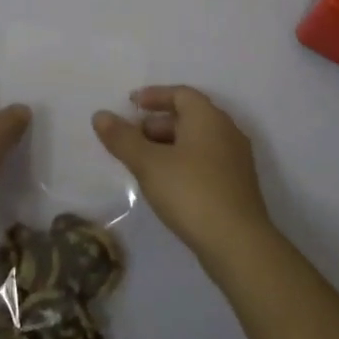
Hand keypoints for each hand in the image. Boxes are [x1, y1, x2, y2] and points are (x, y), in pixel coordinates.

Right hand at [93, 85, 273, 265]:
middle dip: (156, 124)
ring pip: (197, 141)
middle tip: (130, 139)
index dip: (154, 96)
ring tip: (142, 164)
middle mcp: (226, 132)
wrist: (238, 244)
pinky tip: (166, 184)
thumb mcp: (149, 164)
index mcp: (208, 118)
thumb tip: (100, 115)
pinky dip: (183, 163)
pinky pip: (205, 161)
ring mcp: (236, 160)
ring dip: (168, 145)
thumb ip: (123, 138)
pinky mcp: (237, 185)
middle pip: (189, 117)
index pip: (181, 94)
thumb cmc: (191, 192)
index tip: (131, 104)